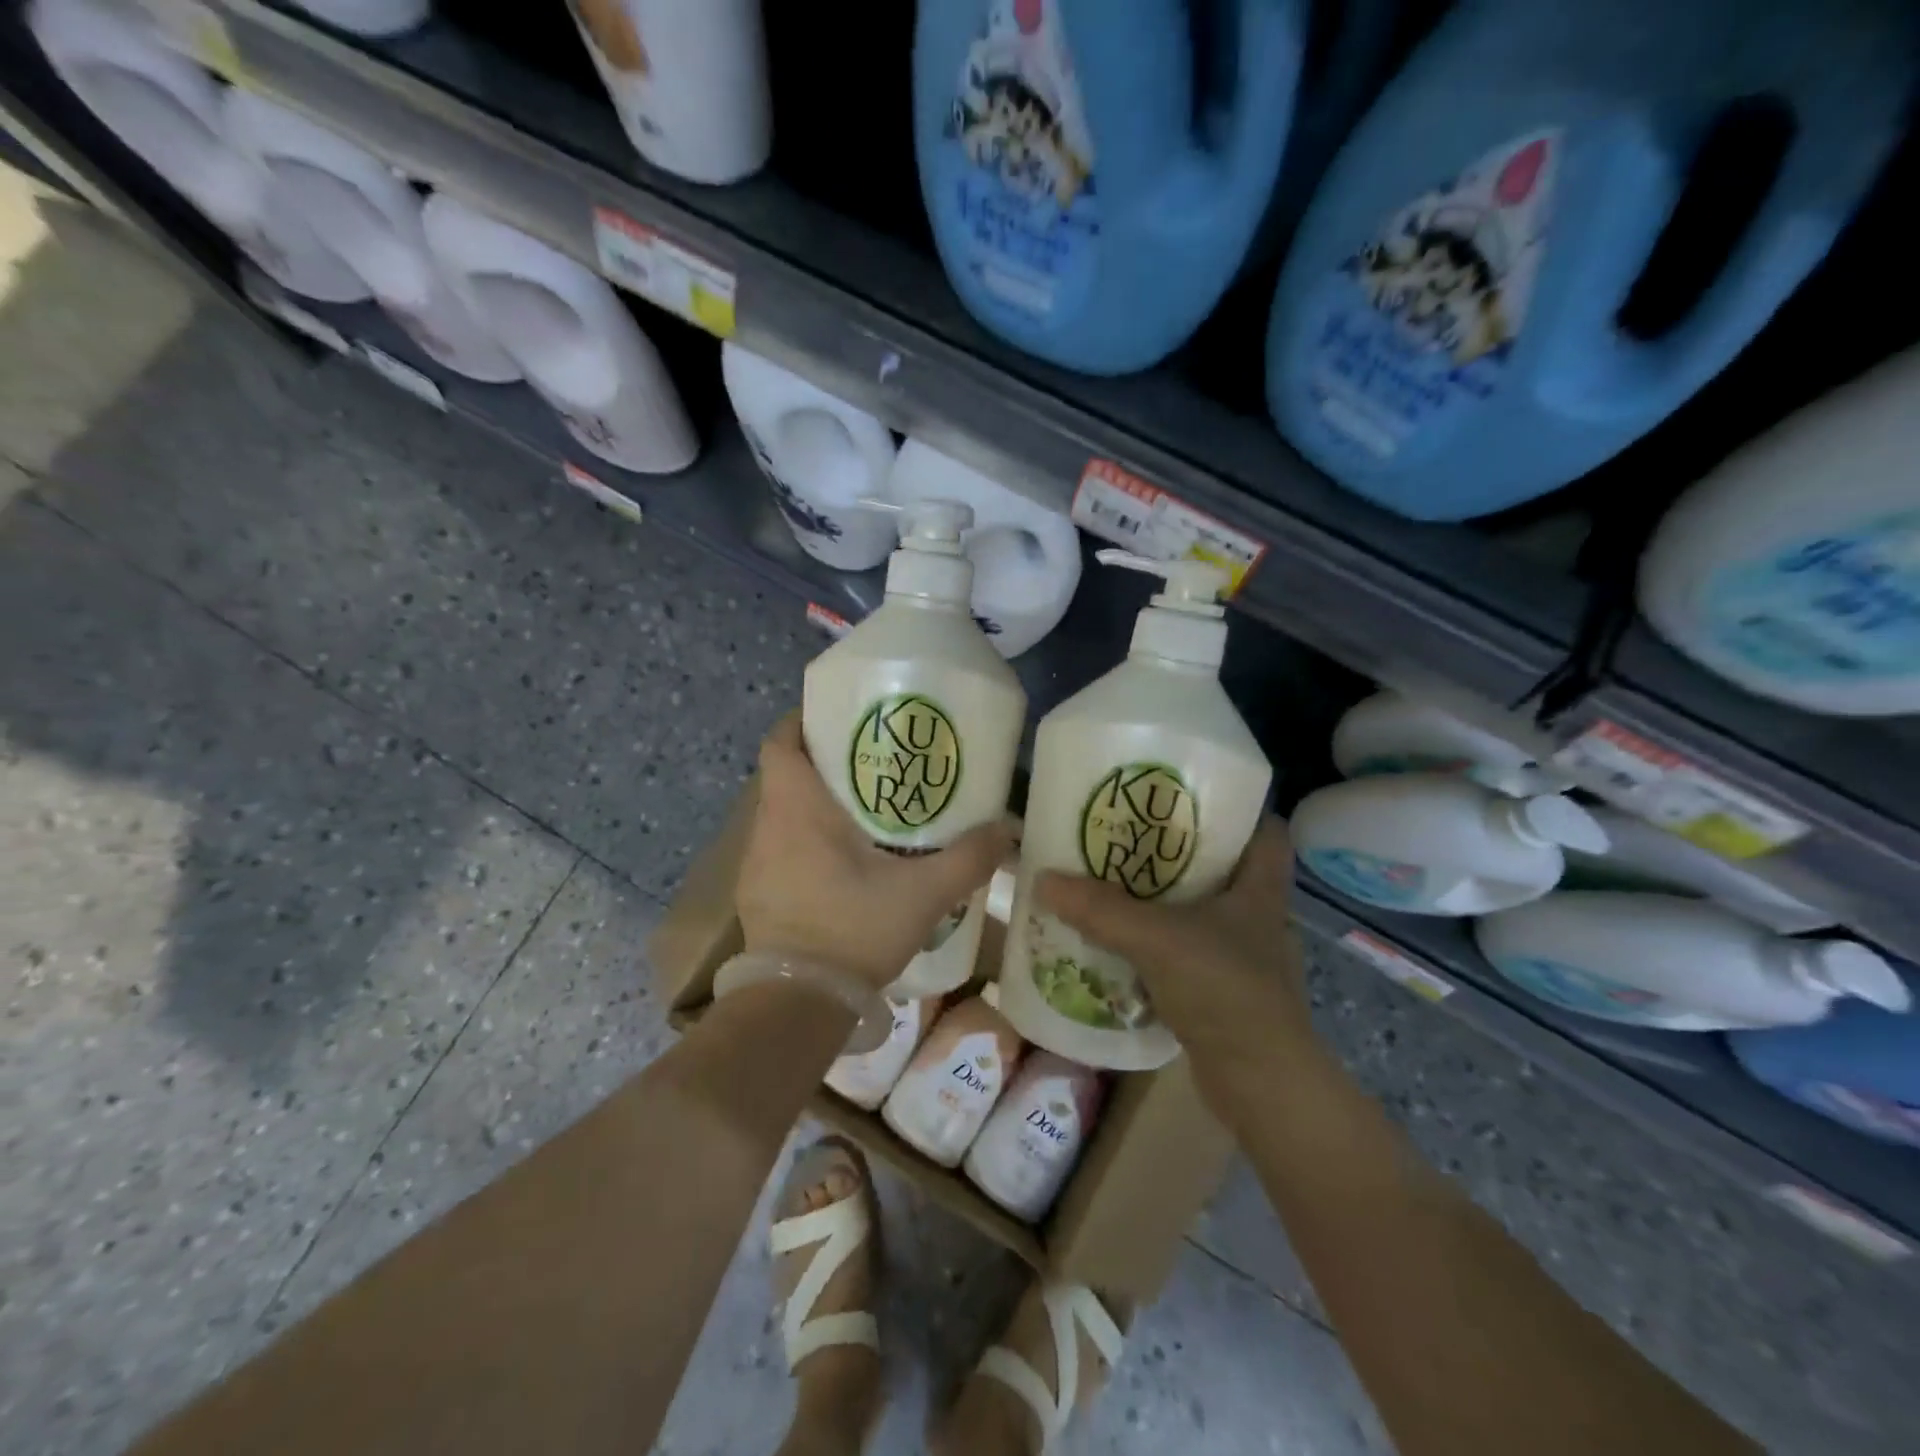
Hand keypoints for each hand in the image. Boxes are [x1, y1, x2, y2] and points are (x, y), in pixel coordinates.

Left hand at [736, 715, 1015, 991]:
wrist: (797, 1004)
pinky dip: (806, 843)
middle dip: (823, 764)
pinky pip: (781, 850)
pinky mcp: (759, 895)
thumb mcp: (923, 893)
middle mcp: (768, 828)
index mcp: (797, 809)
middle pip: (785, 776)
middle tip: (872, 765)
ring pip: (783, 815)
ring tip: (864, 812)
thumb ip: (968, 858)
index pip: (780, 742)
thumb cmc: (853, 930)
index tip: (839, 720)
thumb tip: (1008, 829)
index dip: (802, 723)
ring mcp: (756, 865)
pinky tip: (844, 864)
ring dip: (815, 806)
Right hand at [1035, 818, 1314, 1093]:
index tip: (1188, 794)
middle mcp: (1257, 917)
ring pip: (1200, 912)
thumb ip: (1101, 909)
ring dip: (1162, 900)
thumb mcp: (1158, 939)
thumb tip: (1044, 878)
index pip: (1266, 829)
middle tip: (1128, 834)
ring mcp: (1242, 957)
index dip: (1237, 807)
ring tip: (1113, 883)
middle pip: (1223, 867)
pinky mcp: (1223, 992)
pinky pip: (1185, 952)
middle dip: (1179, 851)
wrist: (1261, 1085)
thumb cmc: (1226, 992)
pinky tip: (1120, 942)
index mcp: (1261, 889)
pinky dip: (1156, 944)